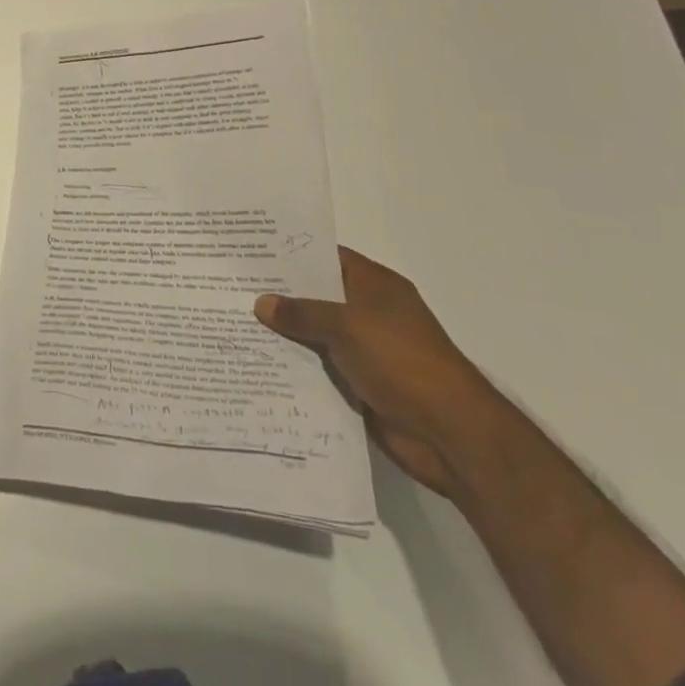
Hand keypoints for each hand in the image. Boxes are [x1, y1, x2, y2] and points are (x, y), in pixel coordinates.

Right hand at [255, 248, 504, 497]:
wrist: (451, 435)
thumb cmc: (403, 362)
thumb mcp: (348, 326)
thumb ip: (302, 313)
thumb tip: (261, 302)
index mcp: (375, 286)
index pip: (327, 257)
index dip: (291, 253)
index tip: (250, 250)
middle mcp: (370, 312)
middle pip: (318, 296)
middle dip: (281, 294)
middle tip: (232, 286)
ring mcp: (366, 350)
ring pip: (316, 334)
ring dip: (285, 334)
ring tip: (235, 322)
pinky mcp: (361, 385)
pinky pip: (321, 368)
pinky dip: (297, 366)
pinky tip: (259, 362)